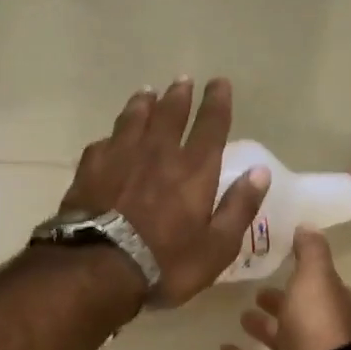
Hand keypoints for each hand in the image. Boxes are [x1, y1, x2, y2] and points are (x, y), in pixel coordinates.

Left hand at [59, 77, 271, 305]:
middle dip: (179, 95)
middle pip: (170, 114)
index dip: (217, 103)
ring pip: (134, 120)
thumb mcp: (217, 246)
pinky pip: (104, 143)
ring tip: (147, 93)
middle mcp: (158, 153)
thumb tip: (260, 173)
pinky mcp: (90, 170)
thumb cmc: (167, 263)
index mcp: (194, 170)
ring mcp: (120, 157)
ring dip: (143, 104)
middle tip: (182, 80)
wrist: (99, 268)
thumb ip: (239, 207)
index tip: (220, 83)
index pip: (211, 126)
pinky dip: (112, 136)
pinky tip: (110, 137)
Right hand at [219, 228, 350, 349]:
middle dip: (280, 303)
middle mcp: (321, 334)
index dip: (304, 276)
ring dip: (262, 329)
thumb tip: (307, 226)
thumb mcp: (314, 278)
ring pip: (280, 342)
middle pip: (299, 315)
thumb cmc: (318, 327)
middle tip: (256, 292)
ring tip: (240, 316)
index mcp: (332, 307)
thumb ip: (310, 253)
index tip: (283, 262)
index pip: (320, 287)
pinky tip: (223, 349)